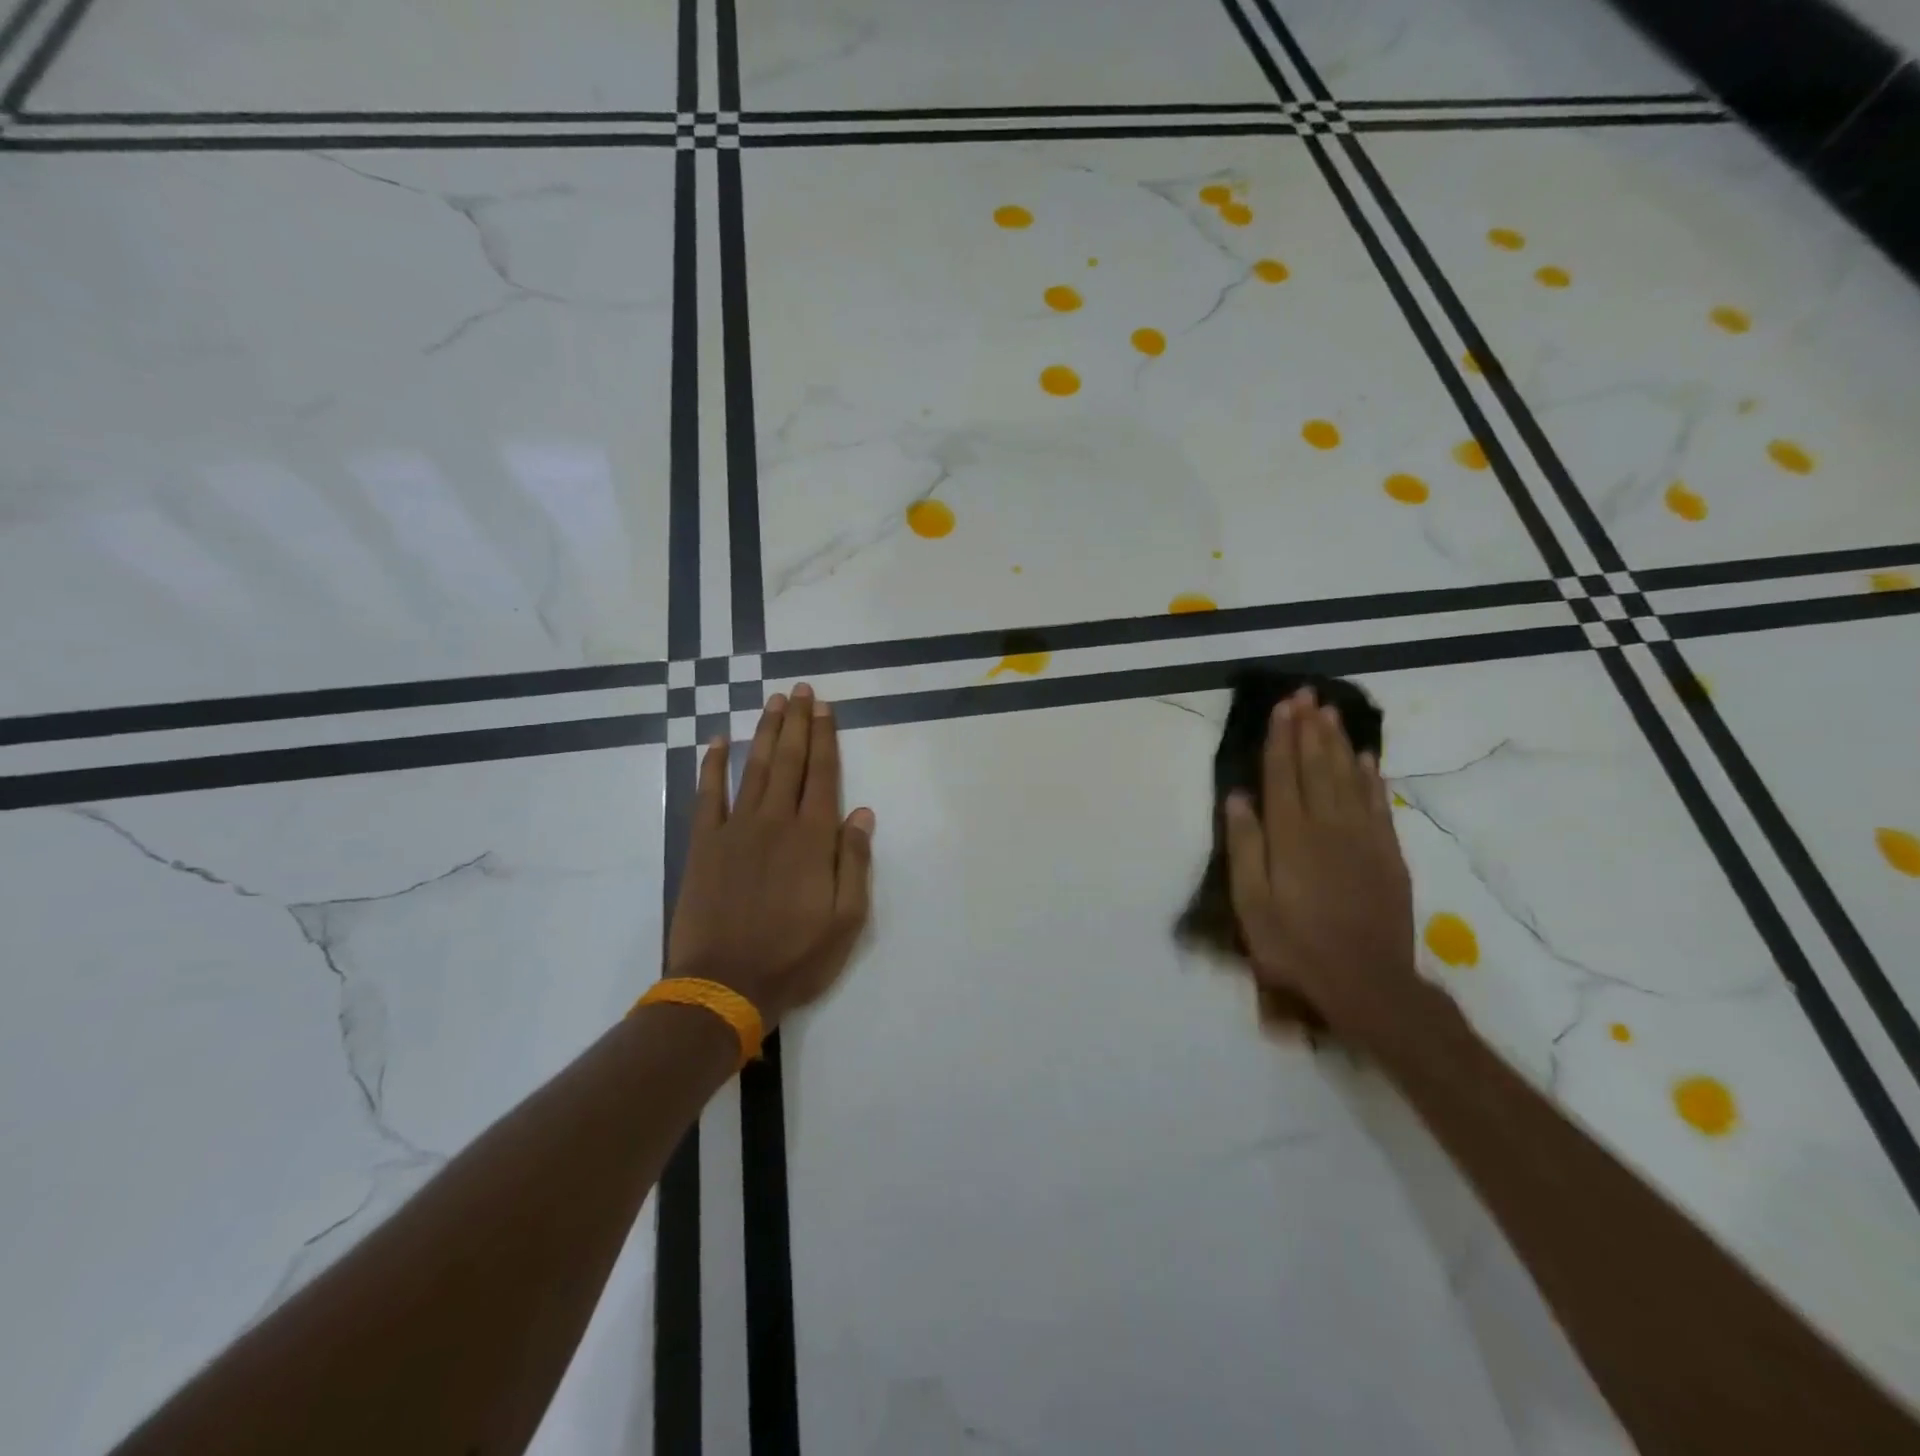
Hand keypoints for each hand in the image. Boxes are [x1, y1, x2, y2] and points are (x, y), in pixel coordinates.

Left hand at [666, 684, 874, 1026]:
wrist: (724, 985)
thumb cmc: (795, 956)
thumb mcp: (847, 920)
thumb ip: (854, 862)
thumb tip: (861, 813)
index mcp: (813, 838)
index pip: (823, 775)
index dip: (825, 738)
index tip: (825, 707)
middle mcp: (775, 822)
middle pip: (790, 761)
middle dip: (797, 723)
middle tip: (801, 690)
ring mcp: (735, 829)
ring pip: (755, 768)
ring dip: (765, 732)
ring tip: (773, 702)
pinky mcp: (704, 845)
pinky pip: (708, 795)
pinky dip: (712, 766)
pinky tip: (717, 742)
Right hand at [1223, 688, 1417, 1043]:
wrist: (1367, 983)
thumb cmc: (1294, 945)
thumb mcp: (1251, 904)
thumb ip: (1244, 847)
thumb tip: (1238, 798)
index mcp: (1290, 836)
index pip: (1283, 775)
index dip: (1280, 739)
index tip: (1281, 707)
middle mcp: (1328, 826)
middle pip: (1317, 766)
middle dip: (1309, 728)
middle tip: (1306, 694)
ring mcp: (1364, 838)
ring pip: (1349, 777)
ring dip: (1338, 742)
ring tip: (1330, 712)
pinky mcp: (1388, 854)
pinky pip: (1378, 803)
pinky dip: (1370, 777)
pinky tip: (1365, 758)